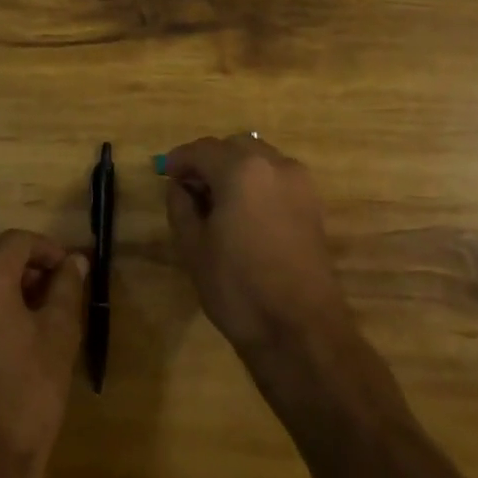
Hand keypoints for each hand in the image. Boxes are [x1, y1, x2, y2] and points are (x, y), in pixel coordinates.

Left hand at [0, 230, 86, 477]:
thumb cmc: (26, 392)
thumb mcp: (58, 334)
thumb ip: (66, 287)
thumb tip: (74, 261)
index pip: (19, 241)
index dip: (48, 251)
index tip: (71, 271)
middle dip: (27, 267)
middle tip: (57, 291)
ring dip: (6, 285)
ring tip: (37, 313)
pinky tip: (9, 334)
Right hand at [164, 134, 349, 358]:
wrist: (302, 331)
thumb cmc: (239, 288)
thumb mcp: (193, 247)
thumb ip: (181, 205)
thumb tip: (180, 186)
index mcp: (241, 169)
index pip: (202, 150)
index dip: (179, 159)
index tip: (164, 173)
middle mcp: (274, 164)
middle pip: (233, 146)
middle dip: (209, 161)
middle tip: (190, 188)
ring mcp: (298, 182)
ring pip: (258, 158)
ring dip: (235, 168)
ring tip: (218, 200)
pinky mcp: (313, 203)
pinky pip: (276, 177)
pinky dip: (257, 182)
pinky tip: (244, 211)